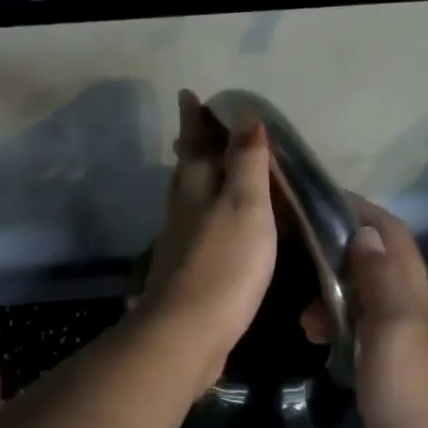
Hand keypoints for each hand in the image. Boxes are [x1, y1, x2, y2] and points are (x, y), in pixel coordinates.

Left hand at [134, 90, 278, 388]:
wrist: (188, 332)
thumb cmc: (224, 263)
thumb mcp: (246, 205)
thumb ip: (246, 162)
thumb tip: (245, 116)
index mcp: (197, 188)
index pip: (196, 143)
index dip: (195, 119)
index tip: (189, 95)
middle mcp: (183, 210)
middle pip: (186, 169)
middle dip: (192, 145)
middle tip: (196, 126)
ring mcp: (181, 243)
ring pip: (188, 199)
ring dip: (197, 179)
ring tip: (208, 169)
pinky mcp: (187, 272)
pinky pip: (197, 229)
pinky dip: (206, 214)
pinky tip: (214, 225)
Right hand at [305, 200, 427, 427]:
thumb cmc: (418, 398)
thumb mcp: (396, 328)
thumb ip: (382, 279)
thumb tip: (364, 232)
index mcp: (417, 296)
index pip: (390, 235)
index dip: (358, 212)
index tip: (314, 202)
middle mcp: (413, 315)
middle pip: (375, 265)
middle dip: (335, 256)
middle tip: (295, 268)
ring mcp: (404, 350)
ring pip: (365, 304)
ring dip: (334, 299)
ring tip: (302, 321)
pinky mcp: (393, 382)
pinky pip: (362, 340)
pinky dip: (339, 333)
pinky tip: (320, 348)